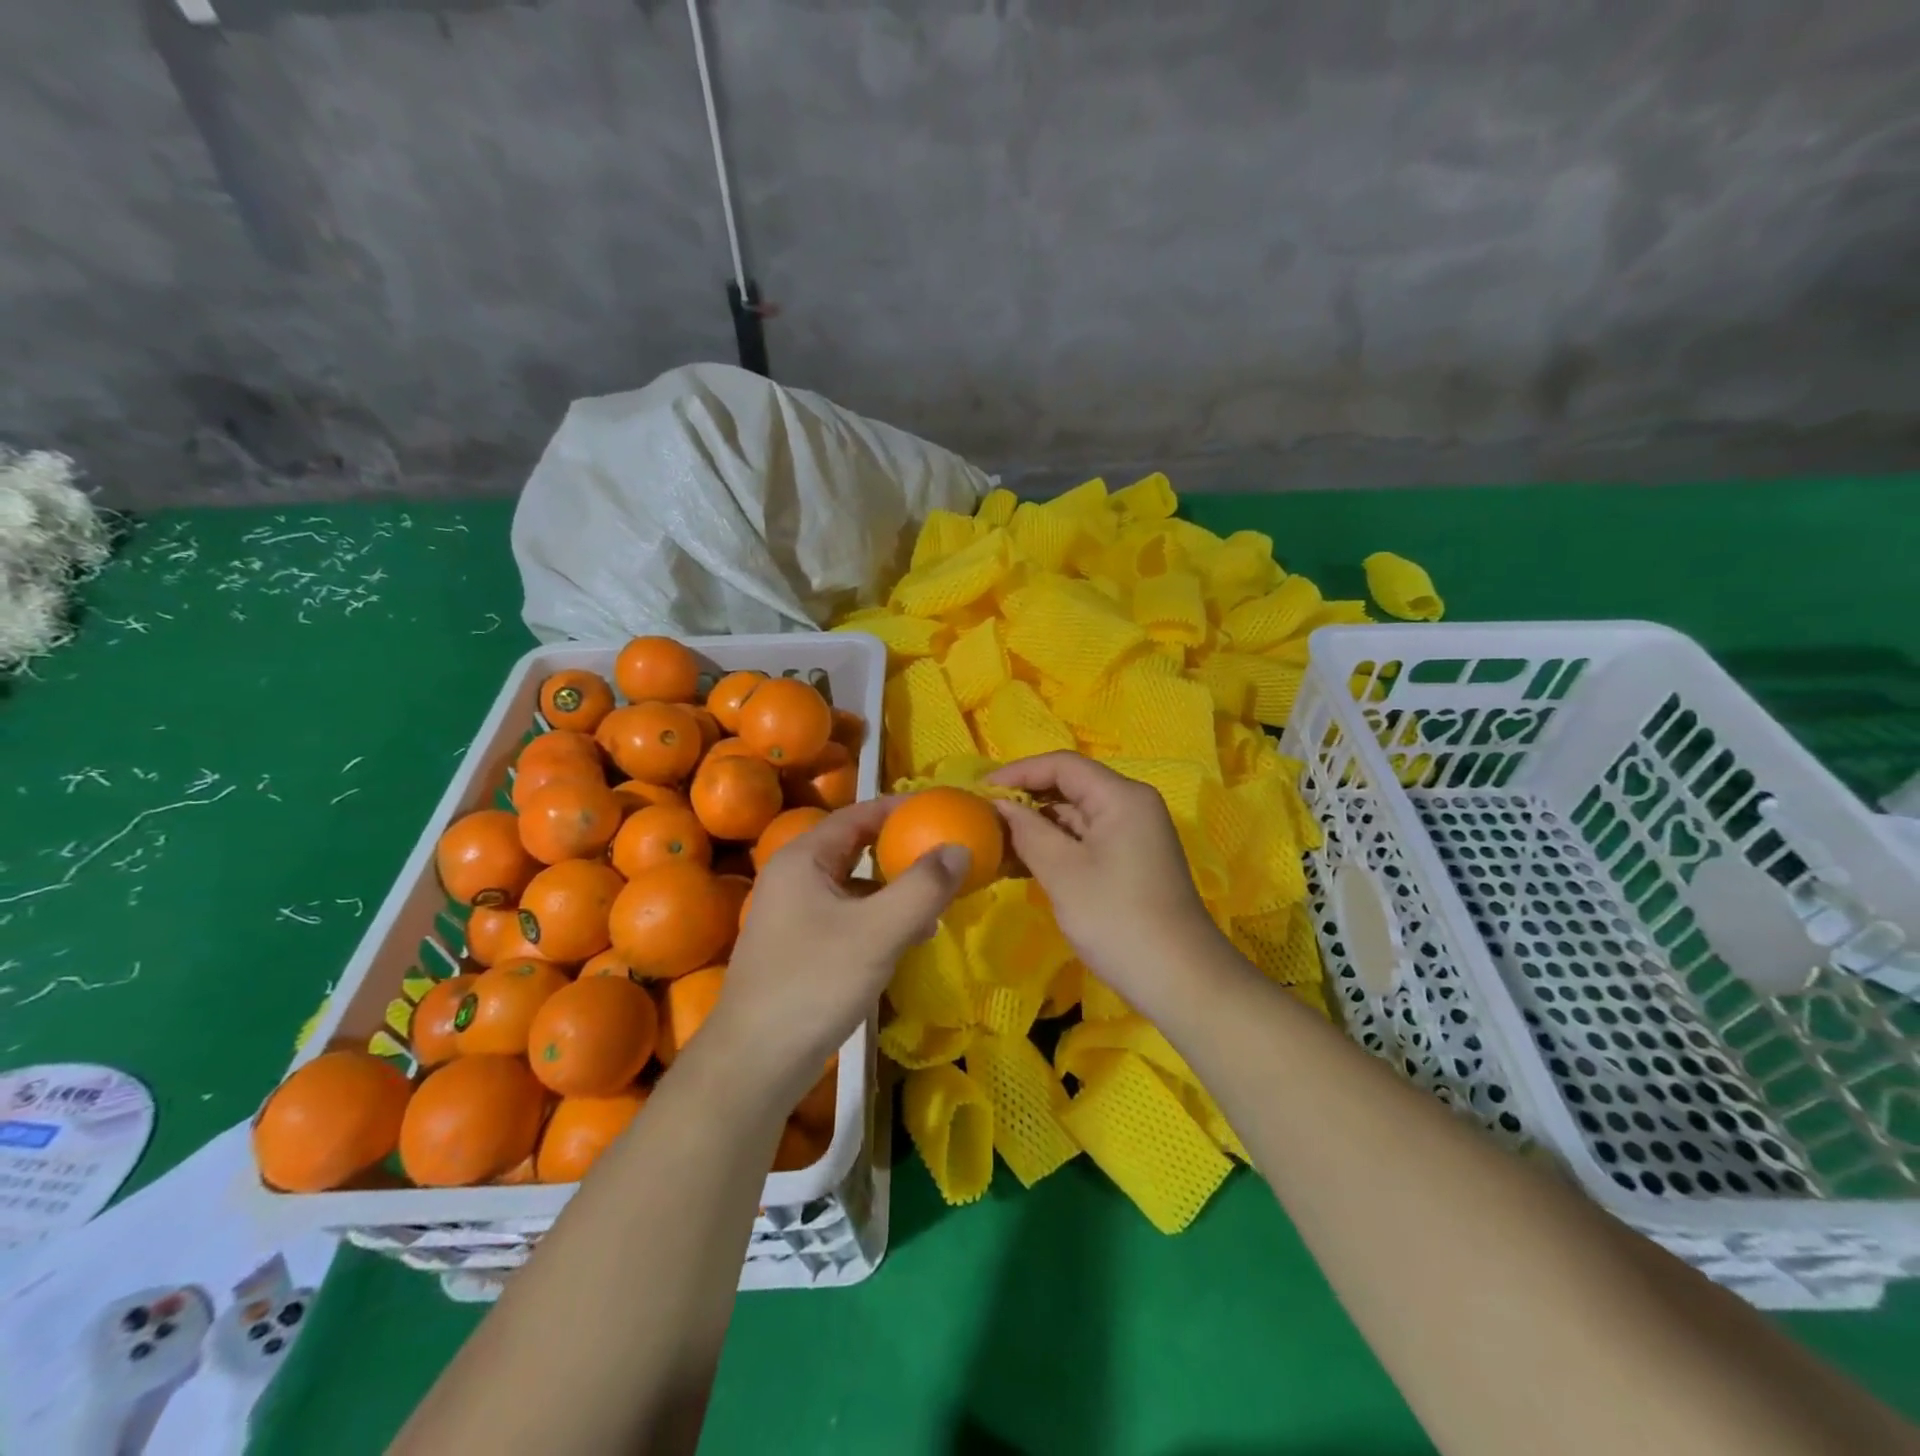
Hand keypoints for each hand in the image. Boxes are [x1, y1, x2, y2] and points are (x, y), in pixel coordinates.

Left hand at [714, 797, 969, 1106]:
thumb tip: (959, 848)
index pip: (858, 814)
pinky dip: (881, 918)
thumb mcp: (878, 931)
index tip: (943, 809)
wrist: (755, 1062)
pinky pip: (849, 917)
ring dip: (894, 888)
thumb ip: (922, 887)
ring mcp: (793, 915)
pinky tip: (911, 938)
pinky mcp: (800, 948)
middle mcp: (794, 878)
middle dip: (901, 849)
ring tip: (938, 897)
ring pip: (854, 886)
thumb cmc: (814, 983)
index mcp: (803, 859)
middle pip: (856, 848)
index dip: (900, 808)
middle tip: (946, 851)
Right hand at [987, 752, 1222, 1007]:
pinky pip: (1086, 839)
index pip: (1063, 765)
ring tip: (994, 844)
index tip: (980, 791)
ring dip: (1036, 826)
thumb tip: (1000, 805)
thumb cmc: (1116, 918)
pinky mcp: (1129, 860)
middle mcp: (1131, 805)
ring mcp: (1133, 834)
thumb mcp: (1062, 872)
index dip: (1019, 772)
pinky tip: (1022, 864)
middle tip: (983, 818)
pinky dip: (1055, 846)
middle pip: (1070, 786)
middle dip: (1025, 800)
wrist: (1180, 979)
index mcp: (1121, 797)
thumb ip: (1027, 831)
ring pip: (1076, 815)